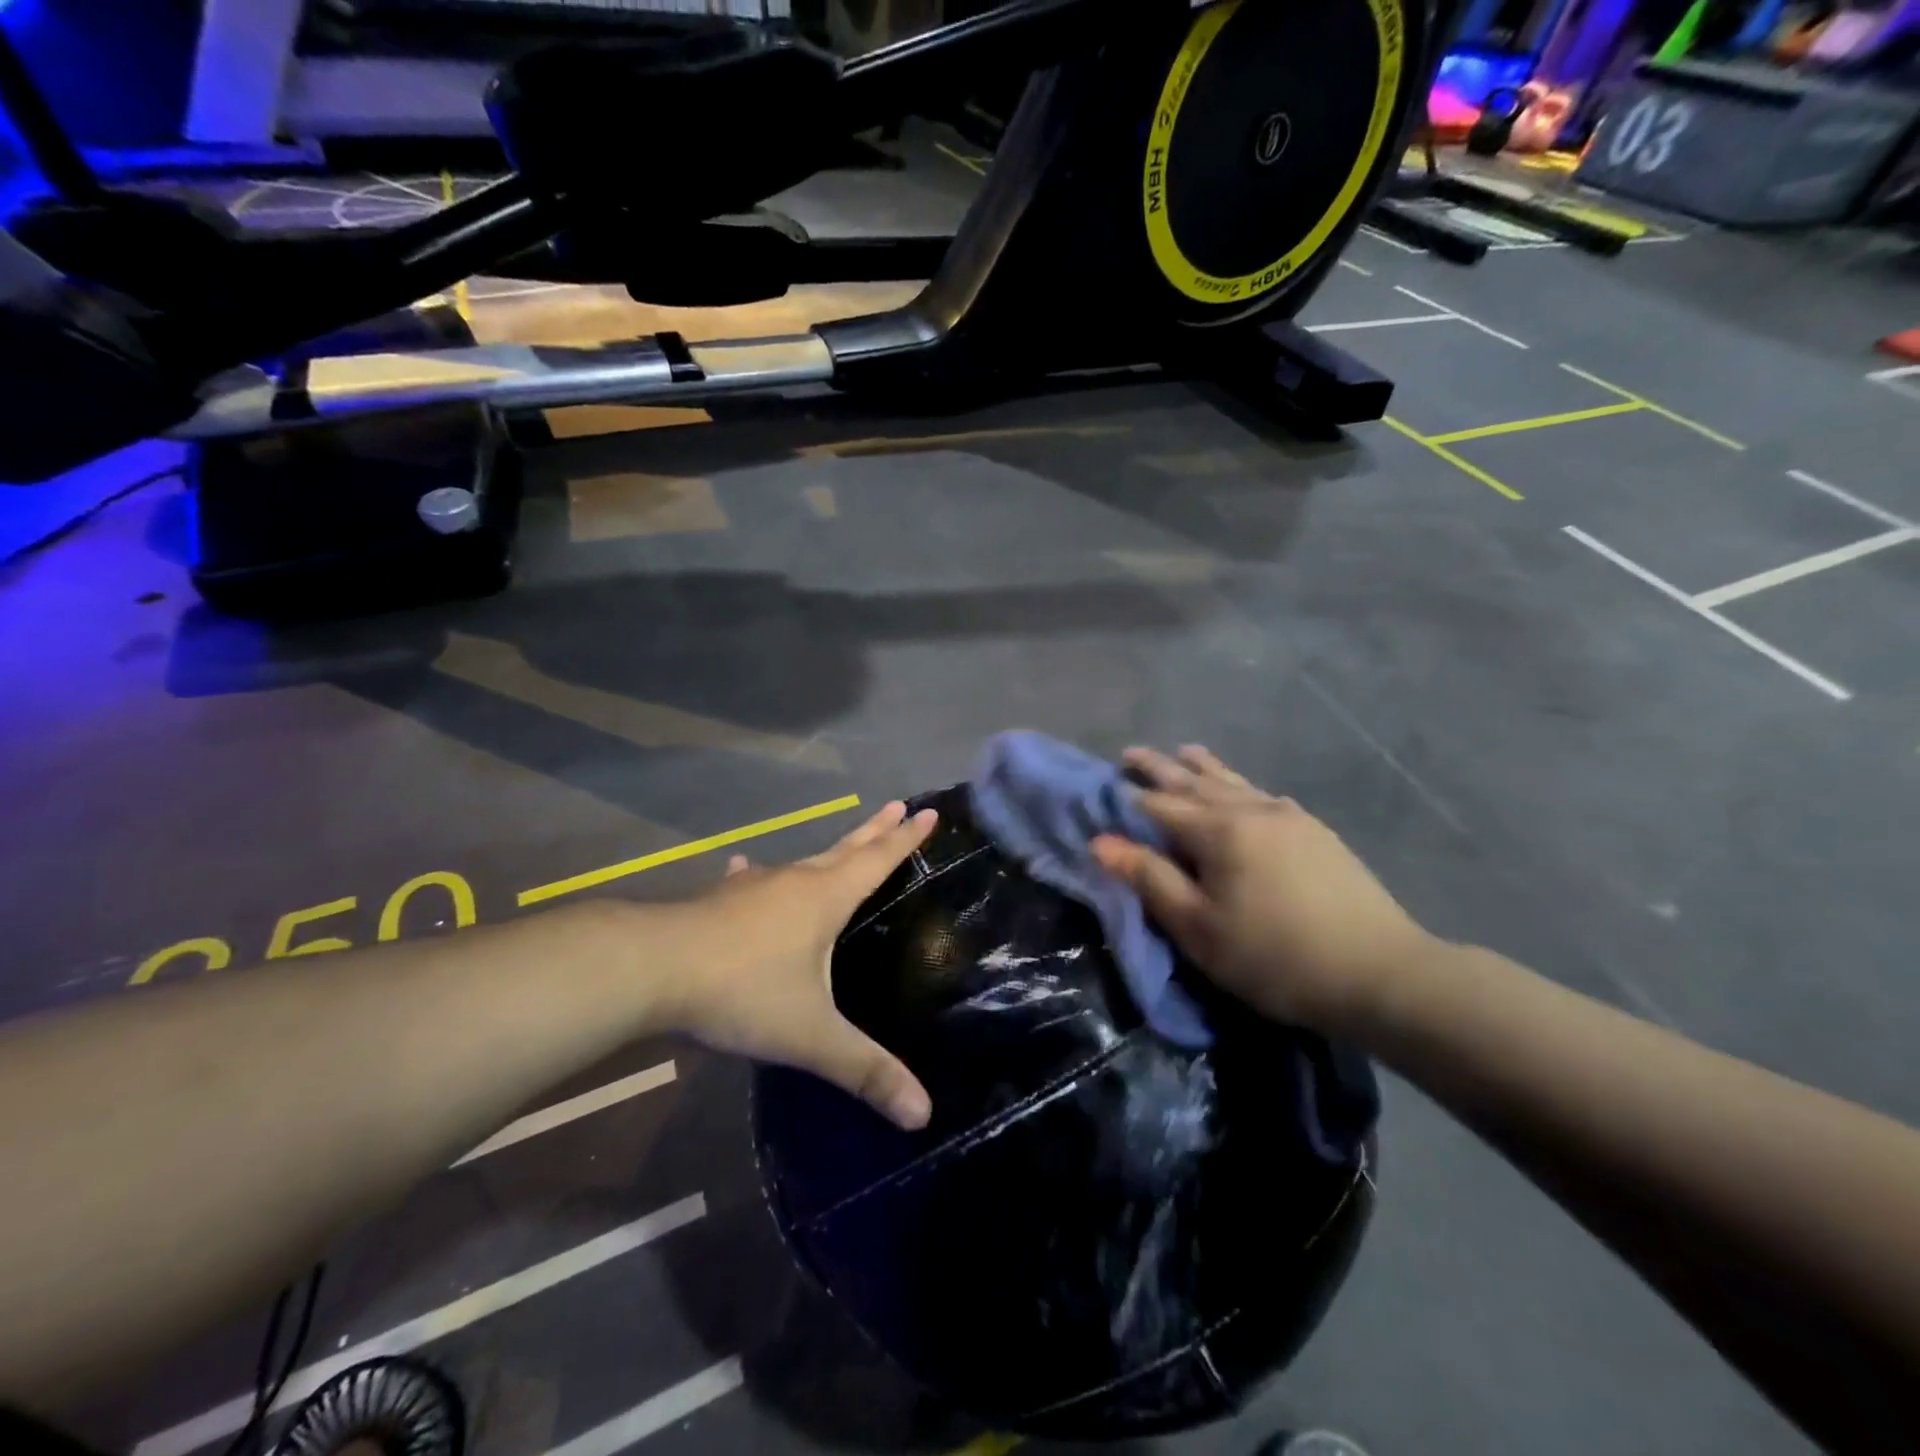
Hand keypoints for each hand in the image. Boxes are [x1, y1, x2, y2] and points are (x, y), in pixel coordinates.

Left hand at [651, 801, 937, 1129]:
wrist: (650, 968)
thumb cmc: (742, 991)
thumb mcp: (810, 1037)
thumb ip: (864, 1071)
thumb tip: (923, 1114)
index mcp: (825, 899)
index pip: (878, 861)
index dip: (906, 840)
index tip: (928, 813)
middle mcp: (794, 881)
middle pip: (845, 849)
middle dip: (876, 831)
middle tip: (898, 806)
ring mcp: (753, 887)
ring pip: (802, 862)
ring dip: (828, 853)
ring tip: (839, 848)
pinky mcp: (719, 900)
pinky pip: (751, 881)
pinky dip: (758, 876)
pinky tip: (745, 870)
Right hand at [1090, 745, 1438, 1033]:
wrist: (1379, 972)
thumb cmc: (1274, 956)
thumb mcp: (1199, 927)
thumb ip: (1150, 879)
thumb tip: (1101, 842)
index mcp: (1218, 830)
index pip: (1159, 806)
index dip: (1128, 798)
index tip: (1103, 787)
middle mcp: (1251, 810)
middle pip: (1194, 782)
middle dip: (1160, 768)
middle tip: (1131, 752)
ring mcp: (1288, 817)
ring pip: (1234, 781)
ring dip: (1202, 767)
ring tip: (1184, 752)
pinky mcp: (1315, 832)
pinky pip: (1263, 794)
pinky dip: (1240, 784)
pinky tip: (1243, 788)